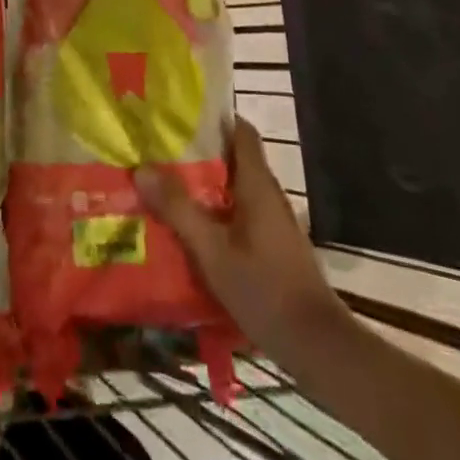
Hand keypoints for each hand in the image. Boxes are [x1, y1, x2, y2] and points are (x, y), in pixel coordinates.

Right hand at [135, 118, 358, 370]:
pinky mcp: (273, 246)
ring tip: (165, 185)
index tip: (179, 112)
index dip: (214, 117)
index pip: (241, 131)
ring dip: (205, 184)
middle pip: (234, 158)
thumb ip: (179, 210)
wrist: (317, 346)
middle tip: (159, 150)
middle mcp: (268, 195)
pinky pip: (239, 213)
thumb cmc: (265, 290)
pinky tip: (190, 228)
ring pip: (235, 188)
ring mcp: (274, 222)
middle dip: (198, 151)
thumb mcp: (213, 252)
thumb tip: (142, 168)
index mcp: (258, 184)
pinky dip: (216, 211)